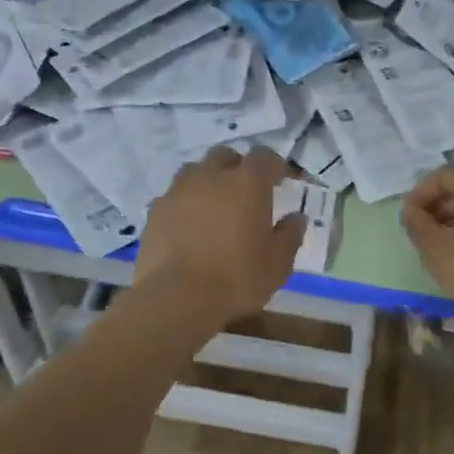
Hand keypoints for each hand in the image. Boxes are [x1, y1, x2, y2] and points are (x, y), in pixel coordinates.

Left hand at [139, 146, 304, 323]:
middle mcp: (211, 176)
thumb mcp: (277, 264)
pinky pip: (174, 196)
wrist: (175, 297)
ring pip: (195, 171)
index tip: (281, 181)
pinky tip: (188, 226)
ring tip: (214, 206)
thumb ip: (289, 236)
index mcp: (247, 183)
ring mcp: (179, 190)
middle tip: (245, 192)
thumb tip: (297, 218)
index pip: (264, 157)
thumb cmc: (235, 278)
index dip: (274, 166)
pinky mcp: (156, 209)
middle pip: (225, 156)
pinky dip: (185, 204)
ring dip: (208, 181)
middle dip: (237, 167)